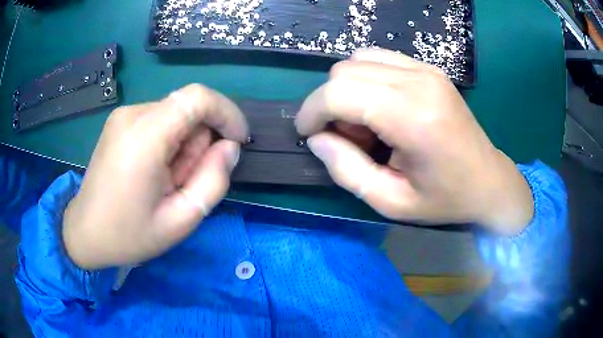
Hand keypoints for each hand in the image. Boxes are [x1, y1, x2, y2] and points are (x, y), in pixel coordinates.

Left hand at [63, 84, 247, 268]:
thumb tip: (229, 147)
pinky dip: (167, 143)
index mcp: (144, 136)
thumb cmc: (129, 234)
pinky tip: (153, 172)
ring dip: (183, 146)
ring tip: (165, 182)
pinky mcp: (120, 122)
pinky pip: (159, 121)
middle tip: (184, 182)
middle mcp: (132, 114)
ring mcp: (123, 115)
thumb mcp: (180, 220)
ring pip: (175, 116)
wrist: (85, 232)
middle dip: (199, 143)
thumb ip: (213, 181)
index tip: (237, 141)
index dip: (226, 113)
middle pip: (187, 110)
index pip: (198, 97)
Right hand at [296, 49, 533, 234]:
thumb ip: (346, 171)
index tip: (308, 133)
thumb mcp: (391, 202)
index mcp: (413, 118)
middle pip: (344, 71)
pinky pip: (378, 59)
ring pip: (357, 60)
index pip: (339, 92)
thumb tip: (317, 139)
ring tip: (366, 123)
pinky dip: (365, 79)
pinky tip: (380, 107)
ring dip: (347, 90)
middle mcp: (419, 81)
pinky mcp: (428, 68)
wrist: (488, 181)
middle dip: (329, 103)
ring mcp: (426, 69)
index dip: (312, 111)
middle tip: (346, 137)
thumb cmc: (444, 198)